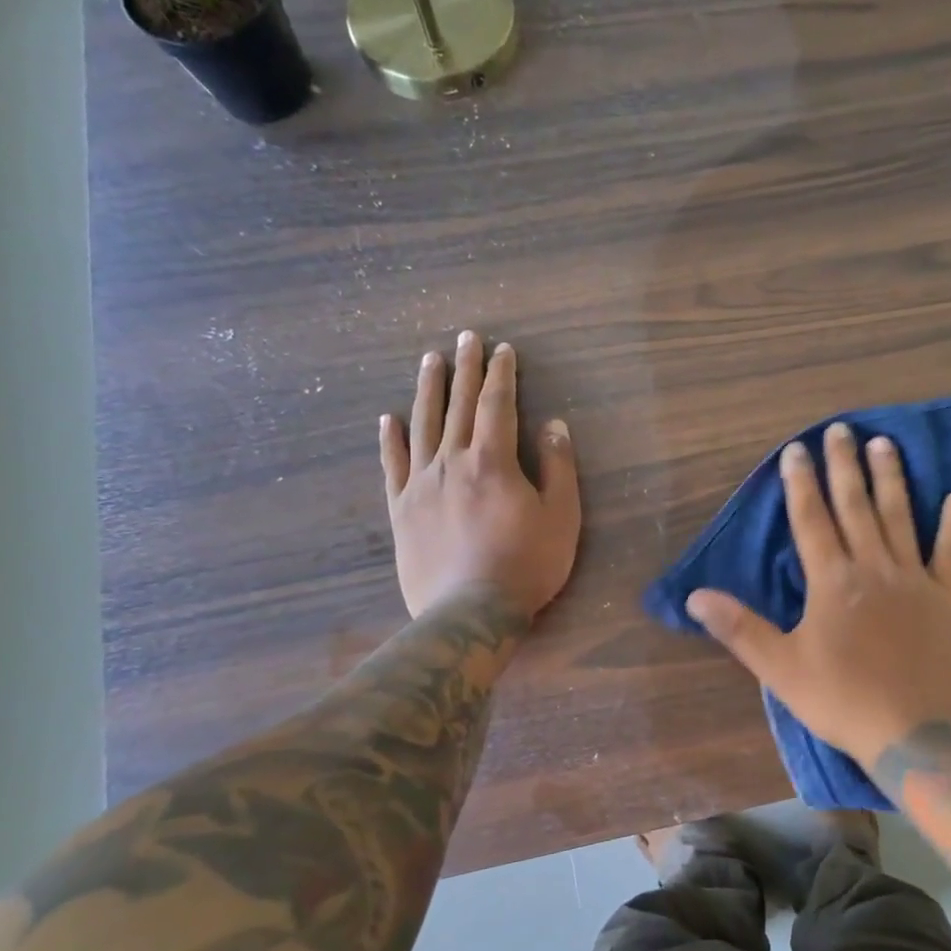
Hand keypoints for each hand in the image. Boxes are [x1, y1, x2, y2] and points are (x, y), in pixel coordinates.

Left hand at [380, 331, 580, 619]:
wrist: (470, 612)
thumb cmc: (526, 564)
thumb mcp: (561, 516)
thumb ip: (558, 467)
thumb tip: (553, 425)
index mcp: (493, 460)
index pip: (497, 404)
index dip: (501, 374)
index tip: (503, 349)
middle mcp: (452, 461)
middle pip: (459, 405)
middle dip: (466, 369)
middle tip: (466, 337)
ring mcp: (421, 484)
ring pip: (423, 426)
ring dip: (428, 390)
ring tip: (430, 359)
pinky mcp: (401, 509)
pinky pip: (393, 466)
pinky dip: (390, 440)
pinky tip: (388, 419)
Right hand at [686, 423, 950, 763]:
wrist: (914, 733)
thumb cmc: (841, 699)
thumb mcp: (779, 667)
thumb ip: (738, 627)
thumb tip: (694, 597)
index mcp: (831, 580)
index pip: (811, 519)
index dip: (801, 483)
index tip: (796, 450)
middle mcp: (872, 567)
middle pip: (855, 506)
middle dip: (844, 466)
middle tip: (840, 430)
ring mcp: (914, 580)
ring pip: (900, 517)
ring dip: (891, 479)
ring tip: (885, 444)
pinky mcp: (946, 599)